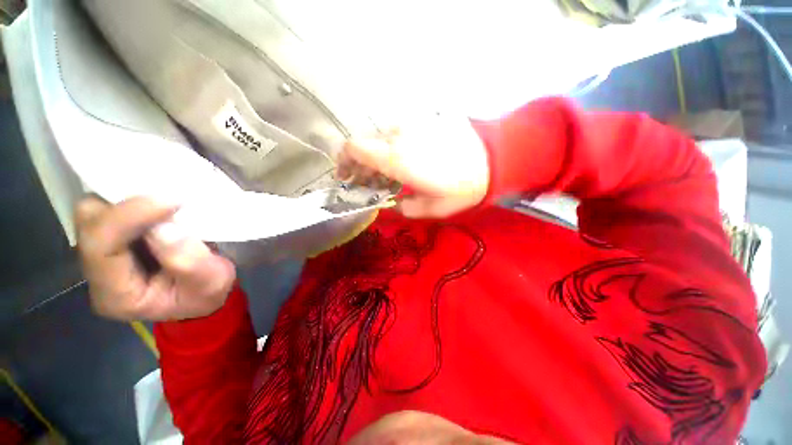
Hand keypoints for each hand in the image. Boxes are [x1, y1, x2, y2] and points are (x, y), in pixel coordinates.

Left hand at [75, 196, 235, 320]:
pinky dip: (133, 200)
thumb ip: (190, 263)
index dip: (128, 217)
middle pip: (89, 224)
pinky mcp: (112, 239)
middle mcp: (97, 273)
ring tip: (164, 200)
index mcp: (116, 295)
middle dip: (122, 204)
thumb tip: (166, 228)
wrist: (202, 294)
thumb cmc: (207, 293)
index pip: (100, 247)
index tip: (170, 201)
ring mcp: (101, 254)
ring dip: (127, 199)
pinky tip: (158, 204)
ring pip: (96, 211)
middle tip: (165, 198)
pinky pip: (110, 209)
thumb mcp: (211, 283)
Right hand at [337, 114, 489, 217]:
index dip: (343, 160)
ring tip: (390, 173)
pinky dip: (395, 148)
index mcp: (395, 158)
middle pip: (366, 144)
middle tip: (371, 181)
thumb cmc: (461, 189)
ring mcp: (412, 125)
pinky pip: (401, 134)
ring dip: (378, 156)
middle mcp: (399, 136)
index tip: (347, 175)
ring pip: (383, 139)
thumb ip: (404, 207)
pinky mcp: (425, 121)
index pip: (354, 148)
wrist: (493, 161)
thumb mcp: (430, 209)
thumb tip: (393, 202)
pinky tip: (407, 160)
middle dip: (362, 164)